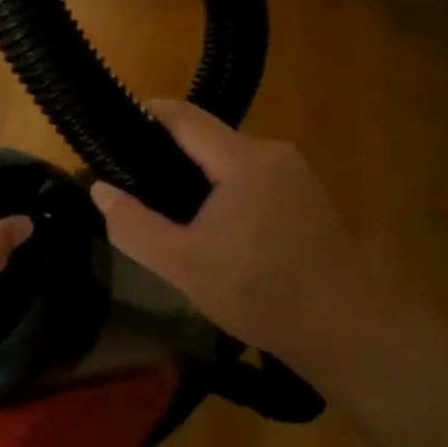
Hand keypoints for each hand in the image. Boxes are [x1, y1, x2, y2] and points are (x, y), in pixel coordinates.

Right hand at [89, 100, 385, 367]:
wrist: (348, 331)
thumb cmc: (261, 296)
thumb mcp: (183, 266)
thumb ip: (133, 225)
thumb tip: (99, 188)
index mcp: (243, 160)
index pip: (184, 116)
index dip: (147, 115)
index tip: (114, 131)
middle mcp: (273, 152)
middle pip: (207, 137)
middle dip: (169, 154)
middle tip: (136, 184)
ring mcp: (296, 172)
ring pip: (230, 158)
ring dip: (200, 175)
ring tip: (171, 210)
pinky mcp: (308, 193)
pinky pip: (253, 175)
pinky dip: (227, 188)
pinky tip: (217, 227)